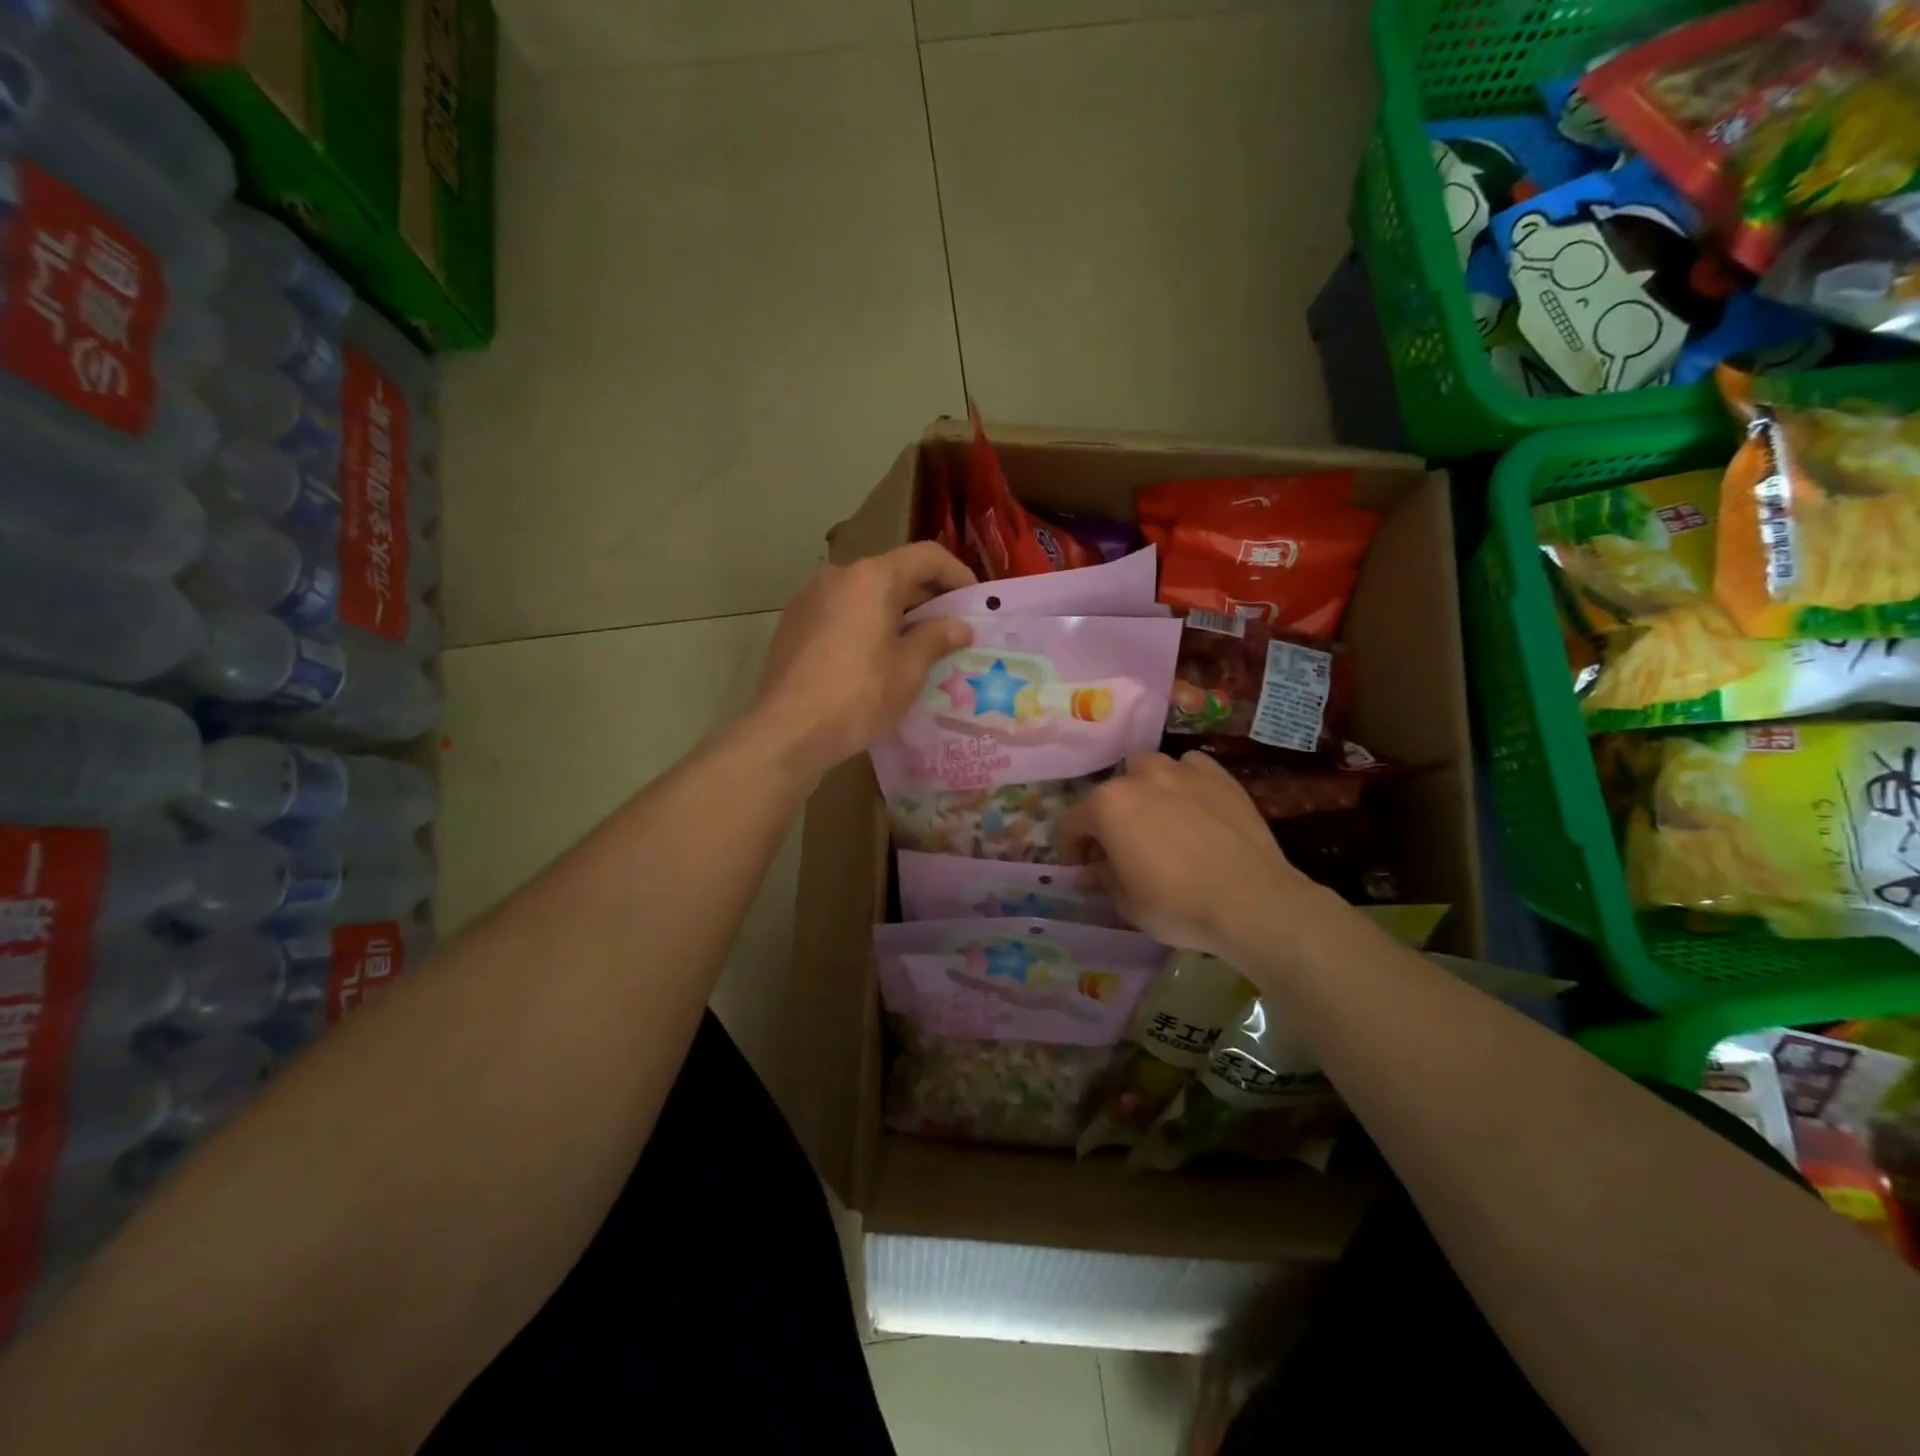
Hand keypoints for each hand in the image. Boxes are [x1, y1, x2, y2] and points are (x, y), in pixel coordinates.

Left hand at [753, 542, 976, 777]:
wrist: (788, 729)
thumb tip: (960, 627)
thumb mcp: (909, 670)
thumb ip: (936, 639)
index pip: (927, 556)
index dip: (957, 574)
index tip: (974, 601)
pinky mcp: (793, 623)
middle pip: (893, 572)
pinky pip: (841, 611)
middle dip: (926, 597)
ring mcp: (810, 597)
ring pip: (865, 593)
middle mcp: (838, 575)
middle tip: (950, 628)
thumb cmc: (859, 696)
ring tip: (915, 645)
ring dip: (894, 611)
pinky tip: (875, 656)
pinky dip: (865, 623)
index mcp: (872, 578)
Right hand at [1059, 751, 1322, 958]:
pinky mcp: (1219, 777)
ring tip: (1154, 817)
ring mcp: (1181, 772)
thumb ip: (1102, 880)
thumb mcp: (1127, 903)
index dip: (1070, 848)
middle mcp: (1139, 778)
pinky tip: (1192, 803)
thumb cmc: (1177, 905)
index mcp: (1107, 807)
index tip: (1081, 869)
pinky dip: (1184, 780)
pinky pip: (1190, 767)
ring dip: (1142, 789)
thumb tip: (1090, 872)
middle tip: (1119, 849)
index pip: (1071, 823)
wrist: (1251, 900)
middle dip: (1106, 819)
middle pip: (1108, 792)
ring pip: (1148, 768)